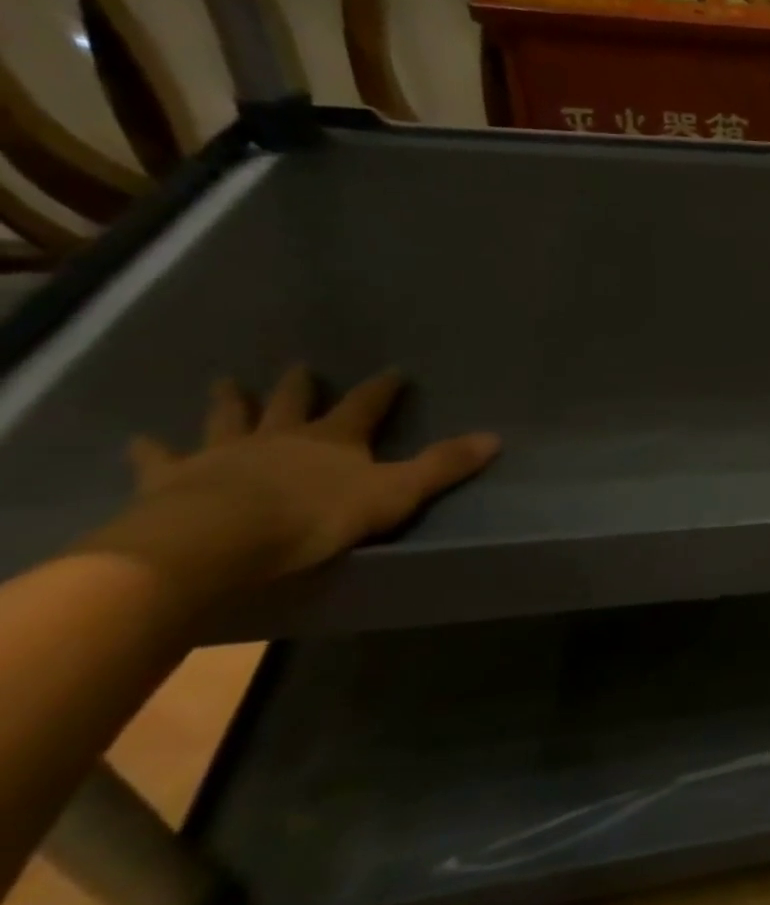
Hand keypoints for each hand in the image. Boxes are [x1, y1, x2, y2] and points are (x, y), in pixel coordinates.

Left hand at [79, 367, 499, 613]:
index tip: (394, 370)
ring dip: (229, 401)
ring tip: (223, 381)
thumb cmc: (316, 516)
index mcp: (335, 439)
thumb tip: (496, 437)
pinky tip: (138, 439)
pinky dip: (151, 450)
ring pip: (229, 419)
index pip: (366, 405)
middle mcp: (281, 437)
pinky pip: (160, 461)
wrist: (220, 539)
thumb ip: (443, 466)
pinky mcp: (175, 480)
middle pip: (292, 403)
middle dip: (298, 386)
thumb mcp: (396, 493)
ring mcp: (224, 454)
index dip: (382, 389)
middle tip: (297, 365)